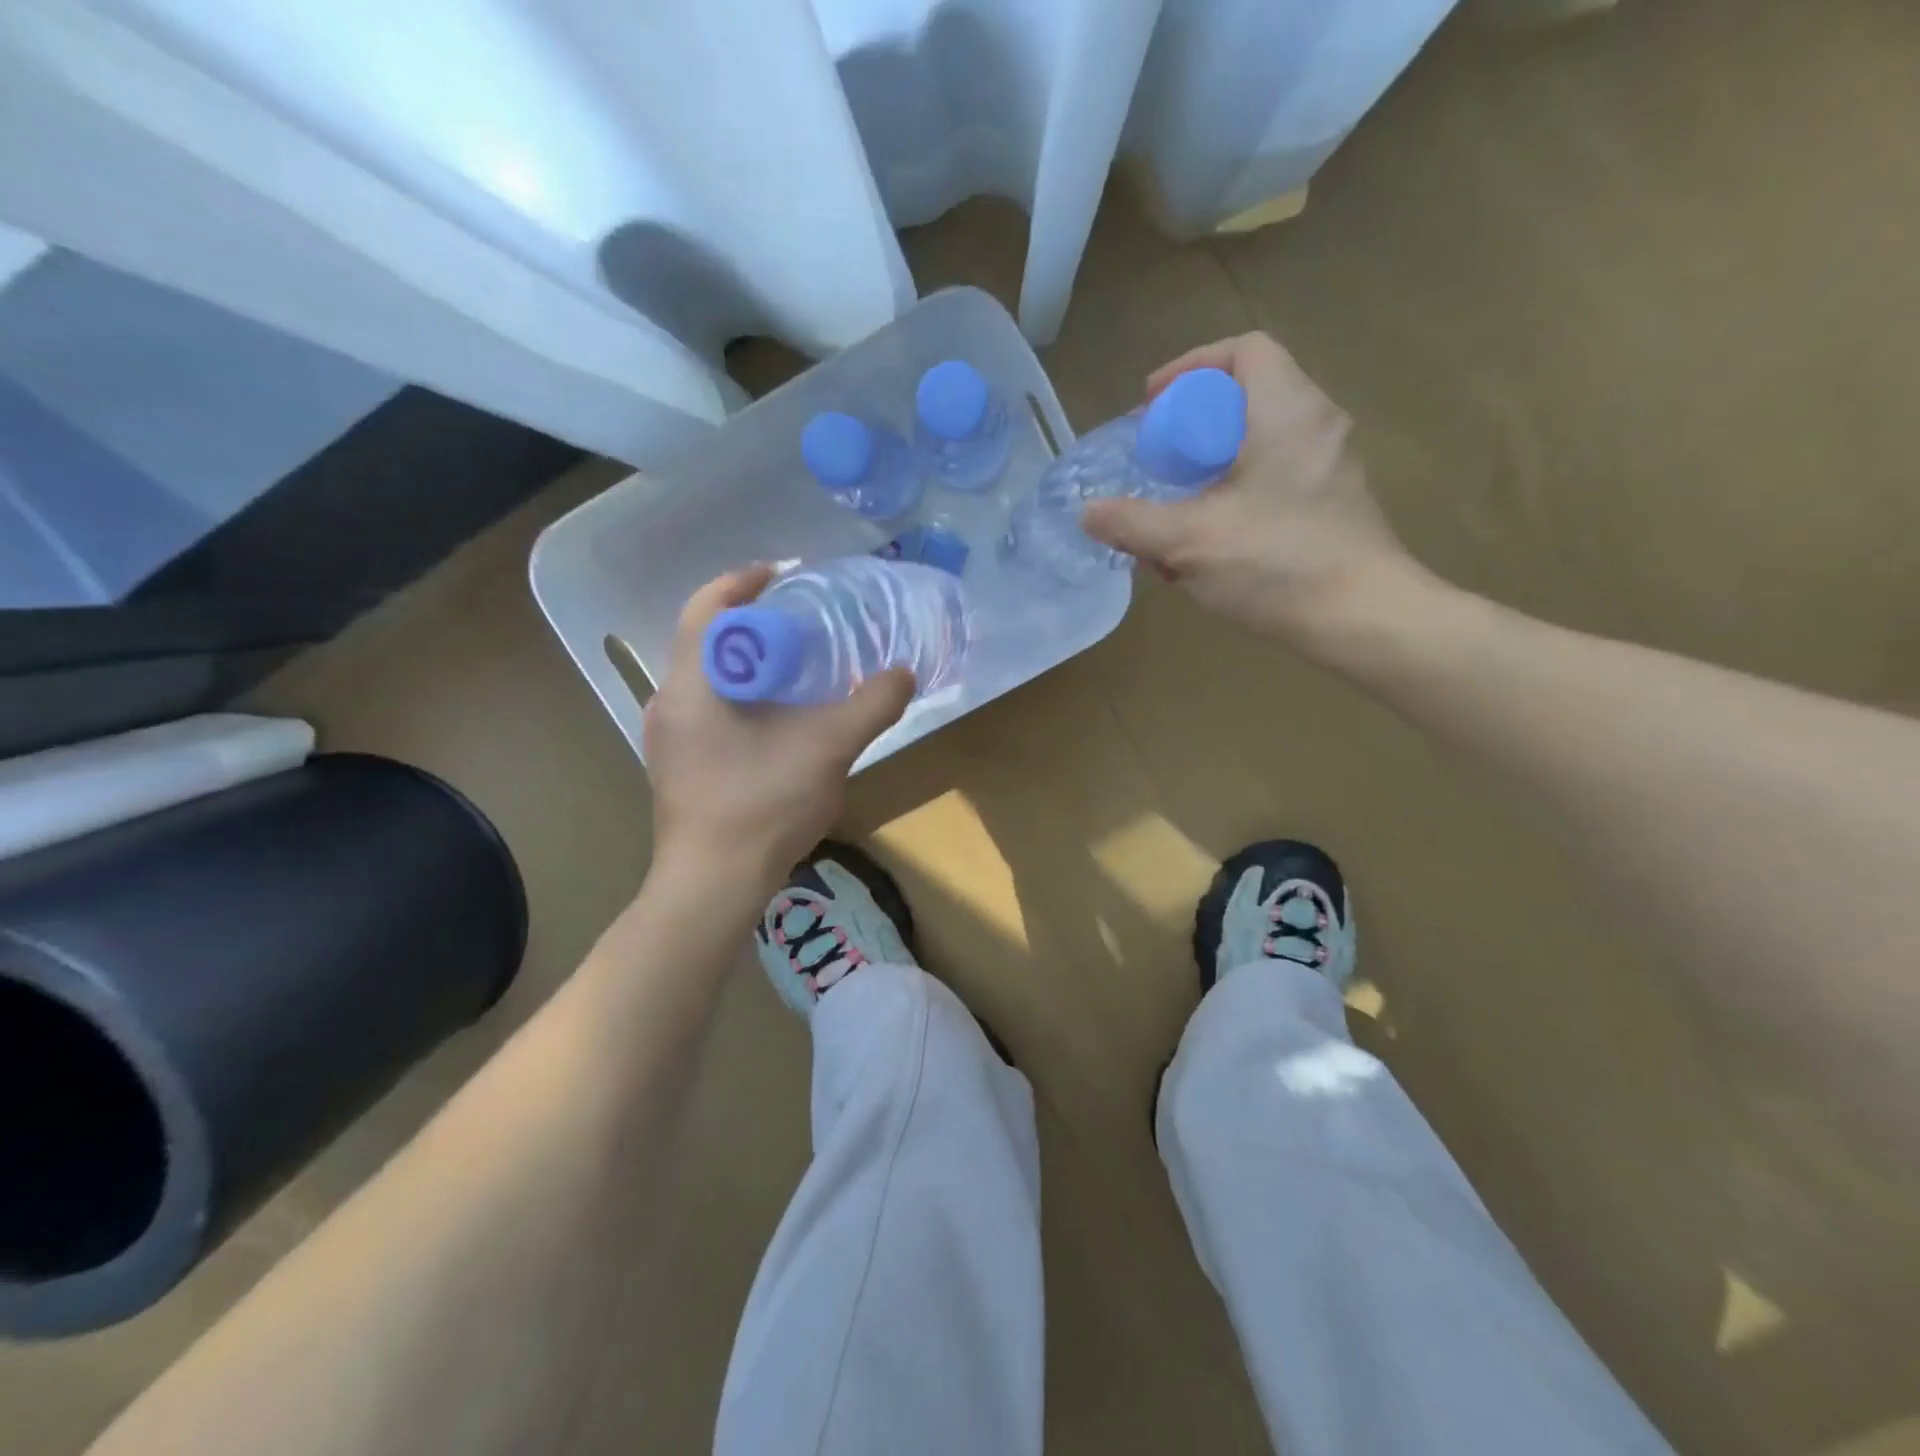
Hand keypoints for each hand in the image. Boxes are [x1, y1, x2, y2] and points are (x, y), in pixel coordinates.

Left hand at [642, 566, 912, 901]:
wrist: (713, 885)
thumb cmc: (762, 805)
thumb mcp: (829, 747)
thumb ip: (871, 704)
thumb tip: (904, 674)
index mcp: (692, 682)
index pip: (707, 606)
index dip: (745, 581)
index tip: (787, 574)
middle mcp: (668, 701)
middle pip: (708, 639)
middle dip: (755, 622)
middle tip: (804, 621)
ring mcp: (668, 737)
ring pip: (709, 677)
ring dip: (750, 663)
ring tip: (798, 667)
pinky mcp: (677, 765)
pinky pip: (709, 709)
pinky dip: (743, 697)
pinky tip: (780, 721)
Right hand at [1081, 332, 1428, 656]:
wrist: (1362, 618)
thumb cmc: (1276, 563)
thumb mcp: (1189, 542)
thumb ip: (1132, 523)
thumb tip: (1087, 513)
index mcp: (1285, 410)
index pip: (1244, 351)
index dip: (1191, 367)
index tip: (1153, 405)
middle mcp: (1315, 425)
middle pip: (1247, 399)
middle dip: (1192, 429)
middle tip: (1158, 463)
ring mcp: (1331, 466)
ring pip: (1259, 445)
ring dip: (1211, 470)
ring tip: (1177, 513)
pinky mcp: (1334, 504)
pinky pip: (1275, 478)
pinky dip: (1236, 495)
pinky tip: (1211, 544)